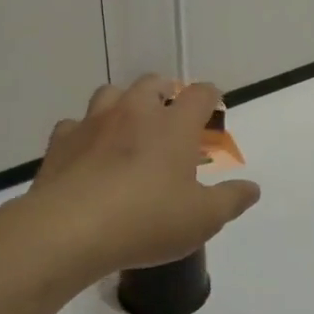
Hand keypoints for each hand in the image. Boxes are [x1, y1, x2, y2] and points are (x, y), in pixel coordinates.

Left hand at [27, 76, 260, 277]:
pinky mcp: (61, 141)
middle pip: (153, 83)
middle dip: (166, 94)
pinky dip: (86, 133)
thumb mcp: (202, 219)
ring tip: (128, 130)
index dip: (211, 98)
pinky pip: (75, 124)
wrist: (70, 230)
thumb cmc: (147, 221)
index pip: (200, 94)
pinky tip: (88, 154)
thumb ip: (231, 200)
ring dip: (124, 105)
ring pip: (111, 94)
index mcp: (174, 125)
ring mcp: (94, 123)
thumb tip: (252, 188)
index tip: (213, 111)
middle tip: (171, 120)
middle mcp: (134, 112)